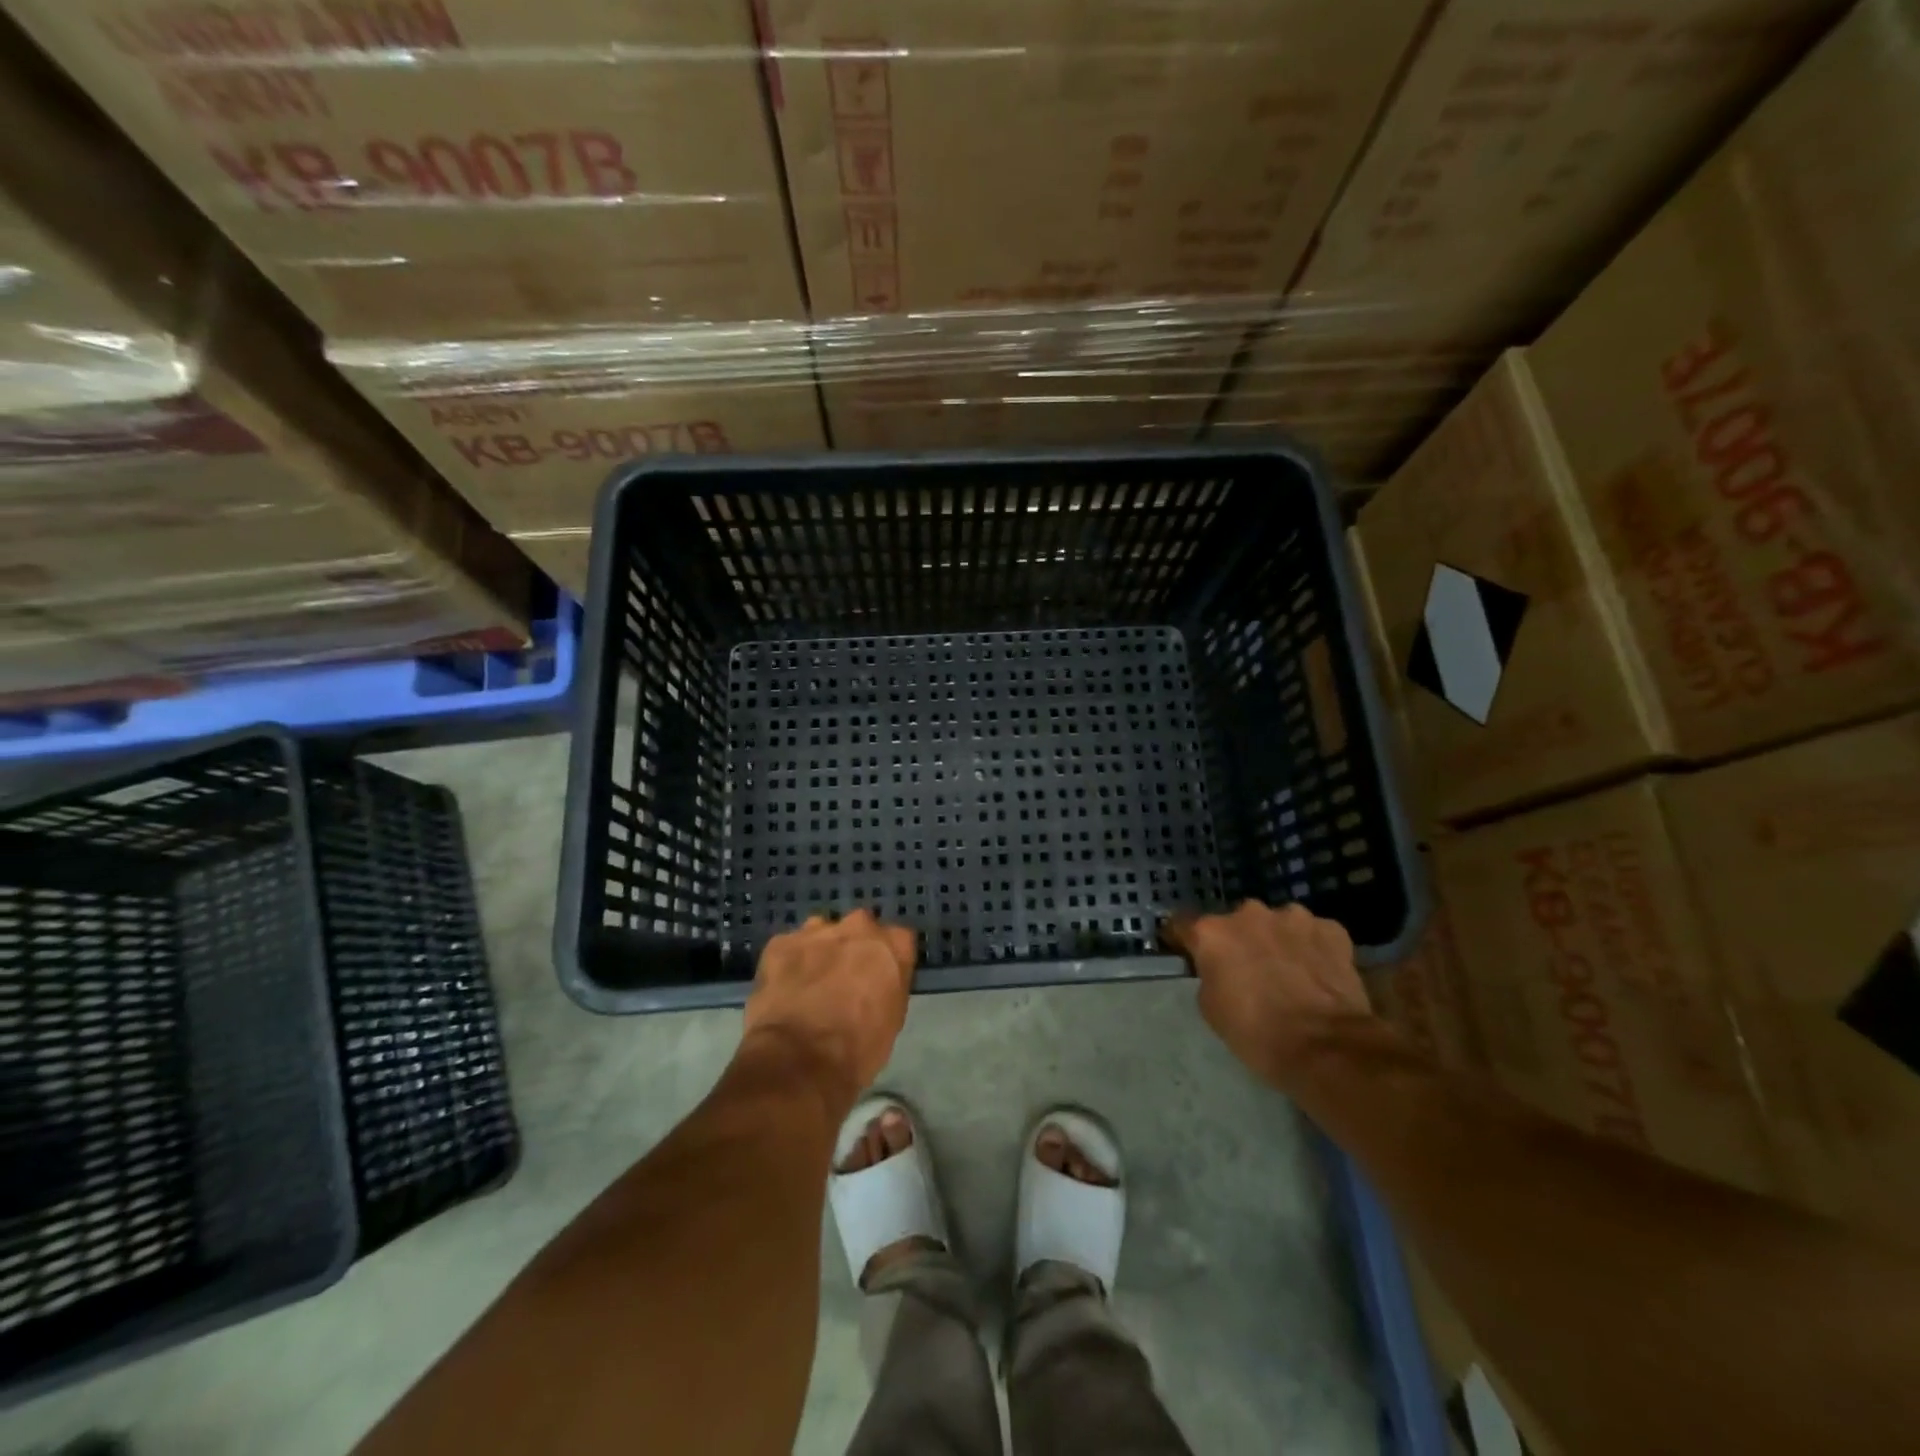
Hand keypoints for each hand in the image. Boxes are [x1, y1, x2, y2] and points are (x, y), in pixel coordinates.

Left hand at [743, 910, 916, 1110]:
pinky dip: (787, 963)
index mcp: (892, 945)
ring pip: (821, 932)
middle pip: (860, 927)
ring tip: (809, 984)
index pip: (899, 939)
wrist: (800, 1059)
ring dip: (820, 951)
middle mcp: (858, 927)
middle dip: (853, 947)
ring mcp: (816, 931)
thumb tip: (877, 983)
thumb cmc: (858, 1048)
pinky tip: (784, 990)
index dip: (887, 959)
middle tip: (844, 979)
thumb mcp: (892, 1020)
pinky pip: (788, 947)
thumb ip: (888, 987)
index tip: (879, 977)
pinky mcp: (780, 943)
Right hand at [1163, 901, 1369, 1087]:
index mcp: (1212, 932)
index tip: (1186, 952)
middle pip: (1235, 923)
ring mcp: (1293, 917)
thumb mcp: (1211, 1008)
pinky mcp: (1331, 929)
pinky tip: (1319, 973)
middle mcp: (1249, 913)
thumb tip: (1218, 967)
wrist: (1327, 1047)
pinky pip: (1313, 934)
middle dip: (1238, 941)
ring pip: (1277, 924)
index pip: (1183, 924)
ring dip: (1276, 941)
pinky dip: (1312, 948)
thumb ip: (1208, 975)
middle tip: (1248, 970)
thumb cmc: (1257, 1032)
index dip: (1183, 940)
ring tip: (1289, 972)